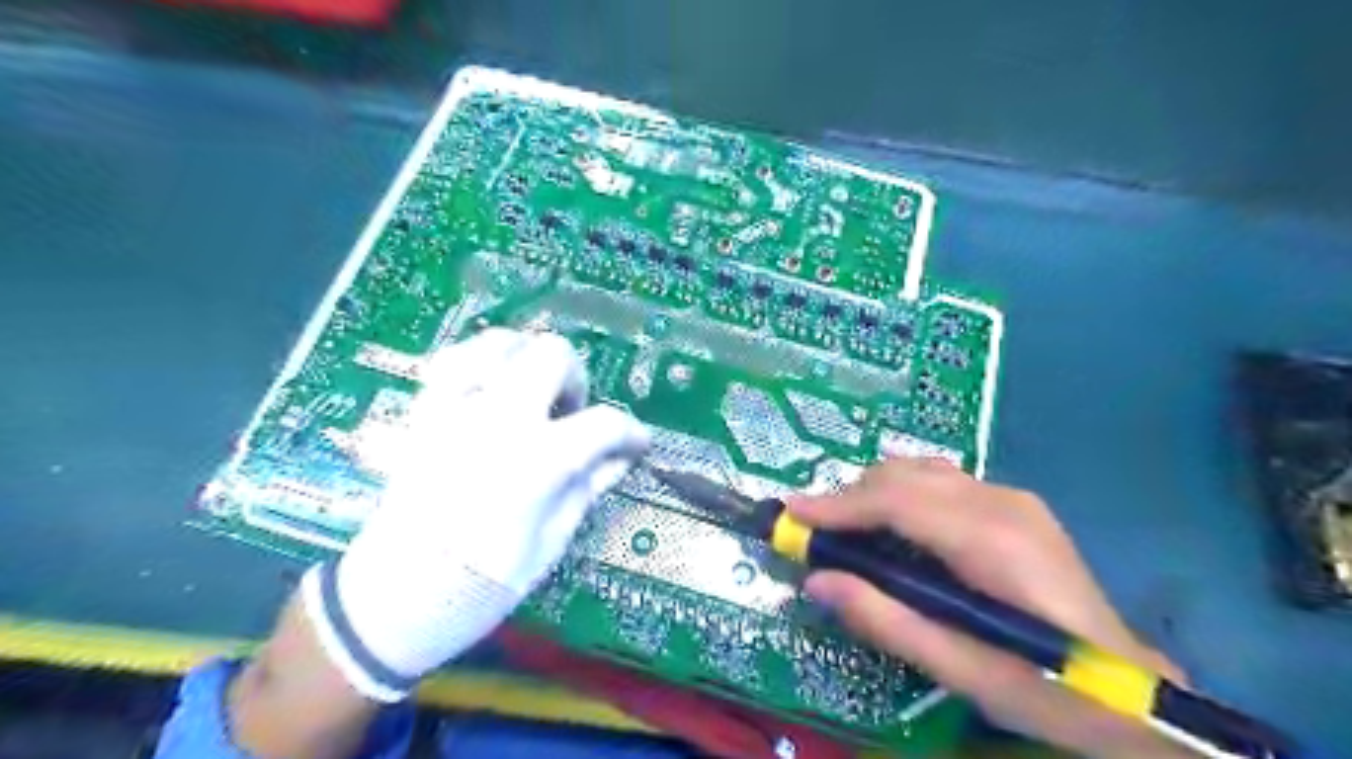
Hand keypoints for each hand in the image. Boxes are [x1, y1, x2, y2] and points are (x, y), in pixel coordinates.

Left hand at [302, 329, 649, 702]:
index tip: (637, 444)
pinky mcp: (424, 415)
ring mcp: (455, 410)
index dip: (632, 432)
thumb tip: (622, 456)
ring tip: (533, 394)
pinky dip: (479, 363)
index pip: (604, 424)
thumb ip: (588, 488)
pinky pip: (451, 361)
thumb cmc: (480, 586)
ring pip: (501, 343)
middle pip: (553, 355)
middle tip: (572, 415)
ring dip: (528, 360)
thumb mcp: (550, 544)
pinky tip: (490, 388)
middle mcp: (498, 420)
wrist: (391, 604)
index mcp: (537, 460)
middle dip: (576, 379)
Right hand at [796, 457, 1190, 758]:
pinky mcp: (1014, 504)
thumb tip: (817, 581)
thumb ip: (884, 619)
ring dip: (874, 492)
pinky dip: (901, 494)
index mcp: (992, 540)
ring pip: (920, 471)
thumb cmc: (1044, 687)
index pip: (899, 501)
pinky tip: (892, 526)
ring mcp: (1012, 497)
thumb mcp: (959, 668)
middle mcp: (1001, 502)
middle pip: (905, 476)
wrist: (1129, 689)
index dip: (840, 504)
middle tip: (815, 532)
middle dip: (850, 497)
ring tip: (846, 529)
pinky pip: (940, 482)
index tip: (792, 513)